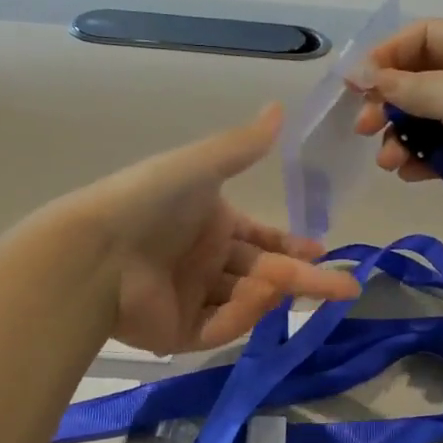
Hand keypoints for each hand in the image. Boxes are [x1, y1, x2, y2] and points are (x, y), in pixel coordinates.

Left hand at [57, 104, 360, 353]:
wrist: (96, 251)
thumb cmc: (152, 200)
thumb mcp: (202, 165)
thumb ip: (244, 145)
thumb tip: (279, 107)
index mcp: (210, 224)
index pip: (260, 239)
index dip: (291, 245)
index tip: (321, 251)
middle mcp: (203, 261)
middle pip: (262, 273)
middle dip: (305, 279)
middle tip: (346, 287)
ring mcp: (190, 299)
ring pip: (246, 301)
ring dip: (274, 292)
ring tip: (297, 283)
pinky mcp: (176, 335)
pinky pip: (220, 328)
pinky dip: (243, 315)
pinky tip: (260, 297)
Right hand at [350, 20, 442, 264]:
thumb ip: (414, 86)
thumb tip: (364, 74)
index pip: (426, 36)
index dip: (388, 55)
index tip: (356, 84)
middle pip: (420, 77)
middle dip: (389, 100)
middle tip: (364, 127)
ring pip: (424, 117)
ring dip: (400, 136)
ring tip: (389, 161)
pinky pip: (437, 149)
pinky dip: (418, 158)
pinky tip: (409, 174)